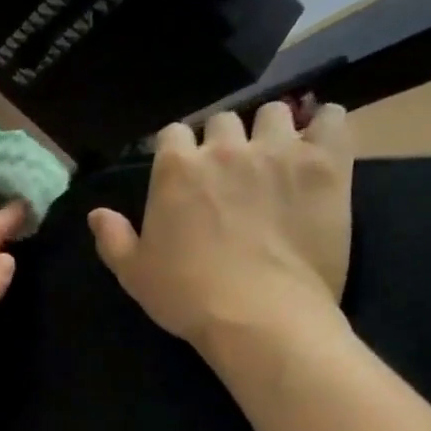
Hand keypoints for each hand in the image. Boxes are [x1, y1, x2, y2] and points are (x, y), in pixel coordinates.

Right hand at [88, 101, 353, 354]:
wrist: (258, 317)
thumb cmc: (188, 298)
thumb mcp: (136, 275)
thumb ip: (114, 239)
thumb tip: (97, 213)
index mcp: (176, 169)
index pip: (172, 134)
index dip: (178, 154)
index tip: (184, 176)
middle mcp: (226, 147)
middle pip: (223, 120)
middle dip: (224, 142)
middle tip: (231, 175)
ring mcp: (279, 151)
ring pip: (275, 113)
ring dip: (271, 133)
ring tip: (276, 161)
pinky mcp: (326, 163)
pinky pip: (333, 119)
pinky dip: (326, 127)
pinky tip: (320, 148)